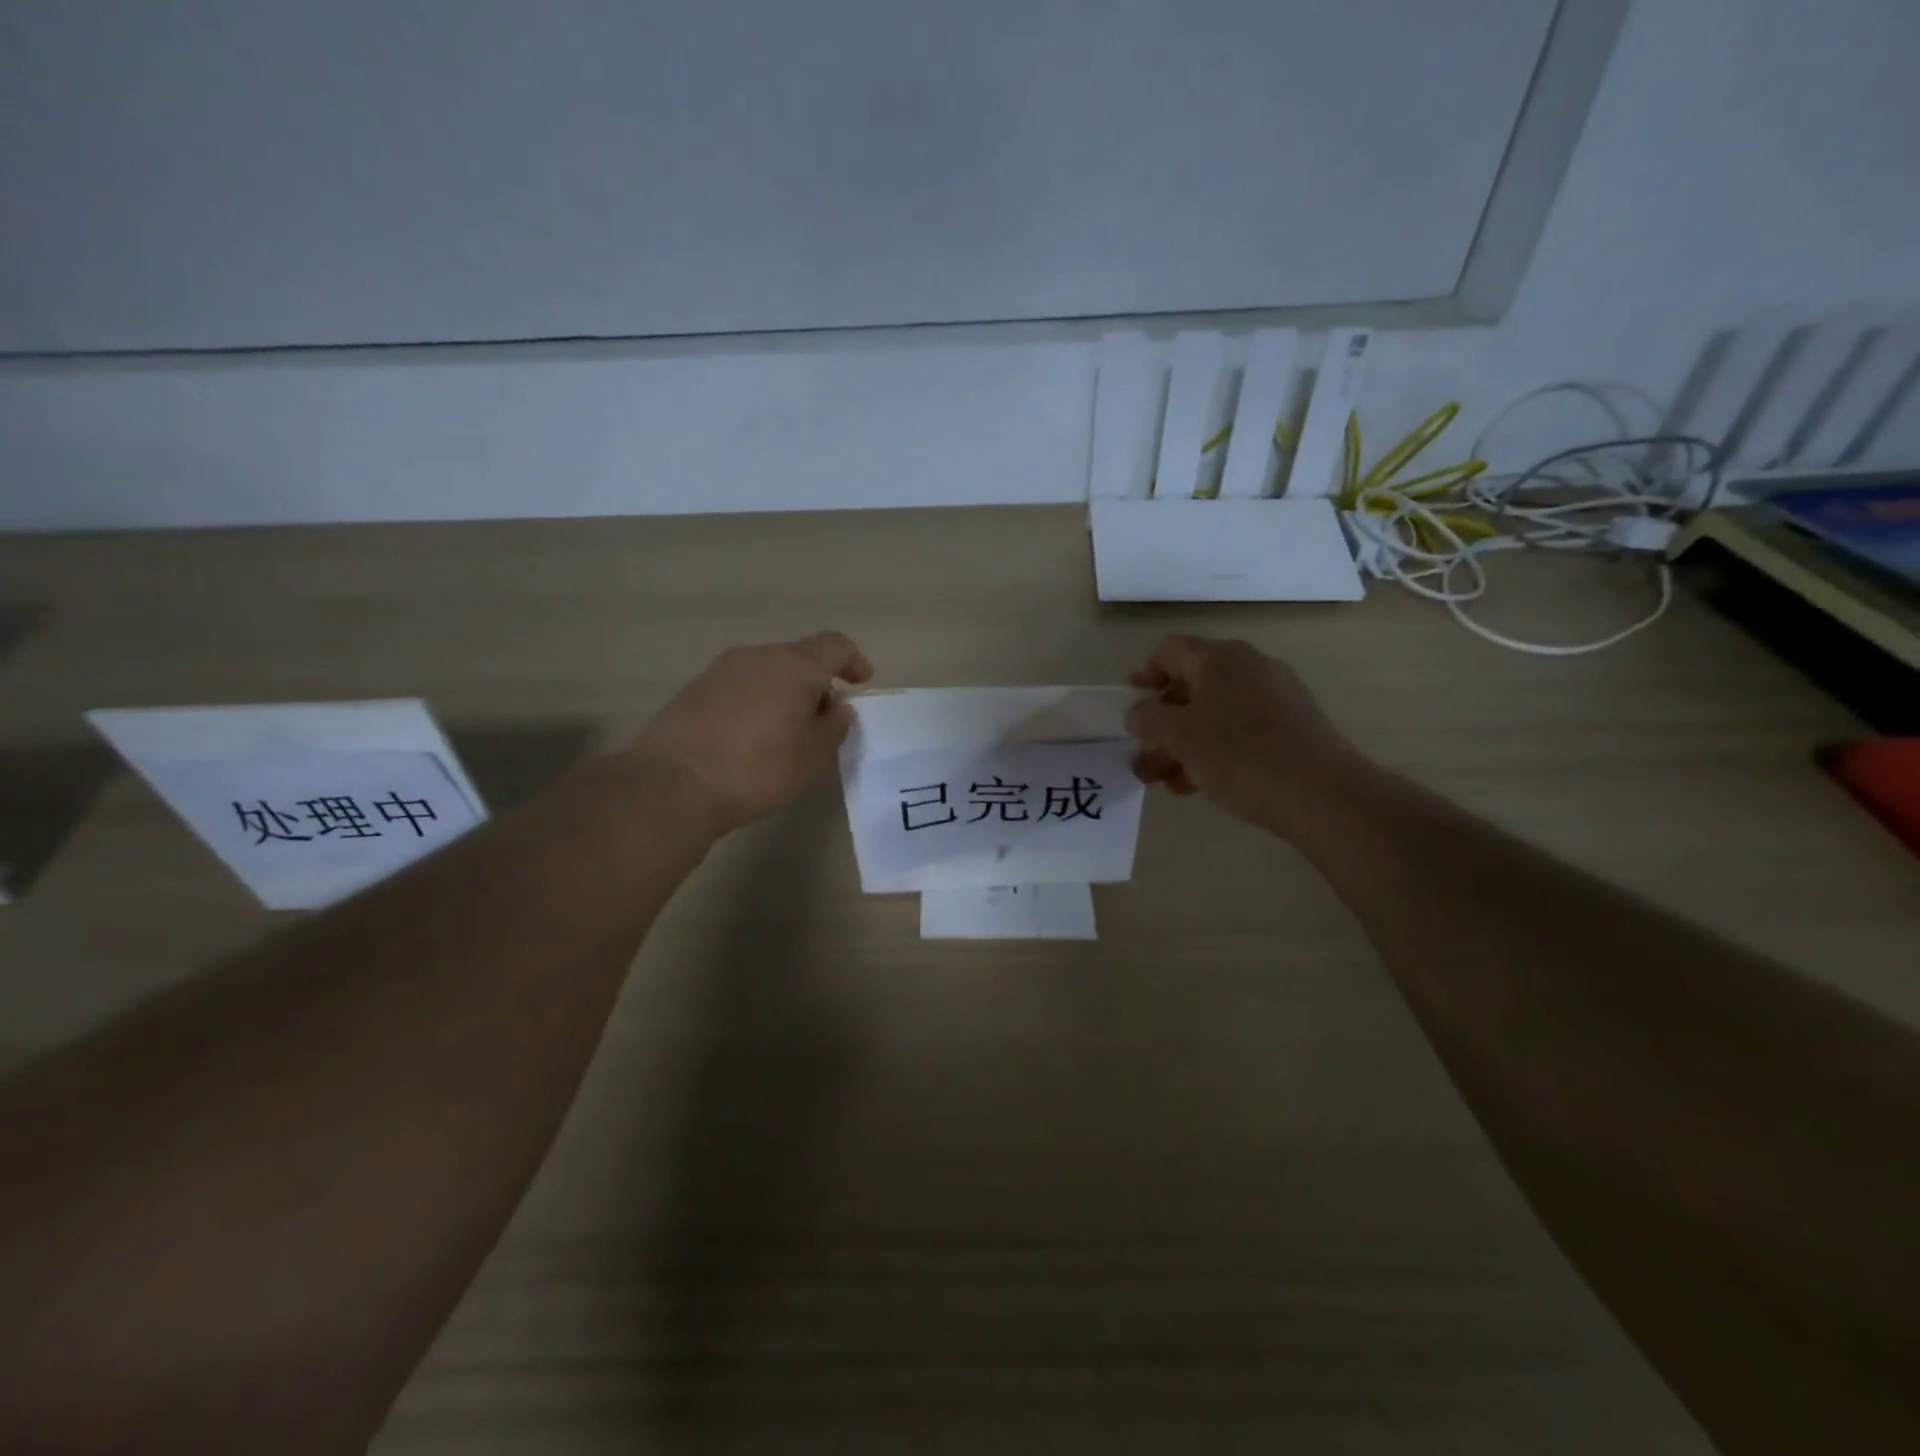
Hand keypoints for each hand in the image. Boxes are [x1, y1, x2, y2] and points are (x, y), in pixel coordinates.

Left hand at [629, 631, 873, 834]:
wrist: (675, 783)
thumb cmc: (758, 768)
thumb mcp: (812, 755)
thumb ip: (833, 726)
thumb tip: (837, 708)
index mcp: (794, 664)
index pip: (834, 645)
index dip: (853, 660)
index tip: (861, 682)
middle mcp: (757, 656)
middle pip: (798, 657)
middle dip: (816, 683)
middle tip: (823, 719)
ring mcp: (721, 669)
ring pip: (766, 671)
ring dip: (783, 693)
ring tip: (786, 730)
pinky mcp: (694, 689)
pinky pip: (739, 686)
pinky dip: (755, 702)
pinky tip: (751, 736)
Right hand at [1126, 634, 1361, 834]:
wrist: (1321, 794)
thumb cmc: (1240, 754)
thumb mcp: (1180, 736)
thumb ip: (1150, 720)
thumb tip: (1139, 713)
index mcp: (1220, 658)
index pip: (1170, 651)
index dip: (1144, 674)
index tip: (1130, 706)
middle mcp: (1249, 667)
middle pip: (1191, 686)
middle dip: (1161, 723)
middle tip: (1143, 757)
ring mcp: (1275, 697)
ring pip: (1214, 713)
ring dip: (1183, 744)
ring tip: (1165, 781)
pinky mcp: (1291, 727)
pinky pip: (1239, 731)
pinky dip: (1213, 751)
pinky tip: (1199, 784)